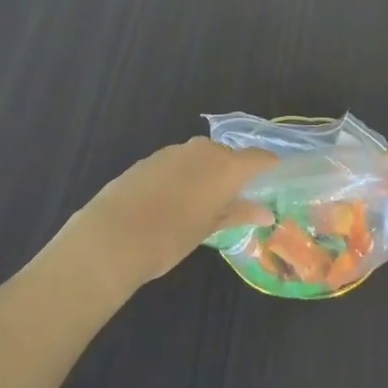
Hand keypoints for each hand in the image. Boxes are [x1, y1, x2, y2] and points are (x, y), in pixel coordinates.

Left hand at [58, 138, 275, 295]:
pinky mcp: (149, 159)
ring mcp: (173, 151)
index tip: (274, 181)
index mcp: (225, 165)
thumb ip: (238, 214)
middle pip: (228, 155)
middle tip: (235, 200)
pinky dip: (183, 176)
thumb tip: (265, 212)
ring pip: (201, 157)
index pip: (259, 157)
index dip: (269, 167)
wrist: (112, 236)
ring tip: (202, 204)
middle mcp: (203, 150)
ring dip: (206, 174)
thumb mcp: (209, 229)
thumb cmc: (171, 237)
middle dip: (234, 173)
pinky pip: (177, 162)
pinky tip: (172, 202)